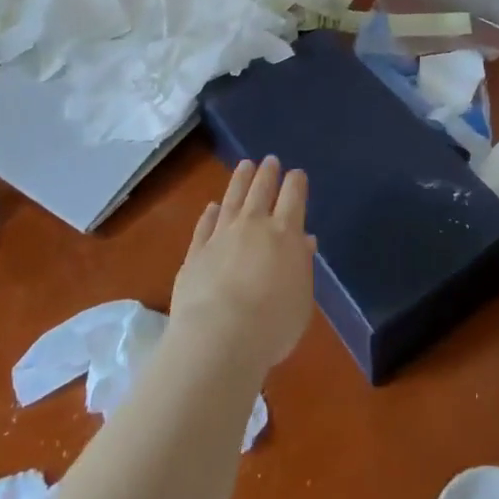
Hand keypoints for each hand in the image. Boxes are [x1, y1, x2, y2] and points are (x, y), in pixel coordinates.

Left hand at [168, 157, 315, 379]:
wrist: (219, 338)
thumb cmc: (272, 324)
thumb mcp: (301, 299)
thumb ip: (302, 266)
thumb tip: (303, 241)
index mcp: (285, 233)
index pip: (293, 196)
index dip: (296, 182)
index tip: (297, 173)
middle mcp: (253, 225)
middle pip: (262, 190)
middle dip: (268, 173)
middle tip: (270, 160)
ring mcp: (221, 236)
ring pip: (232, 199)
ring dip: (240, 180)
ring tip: (245, 165)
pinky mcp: (195, 252)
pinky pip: (205, 225)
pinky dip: (210, 214)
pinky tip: (212, 206)